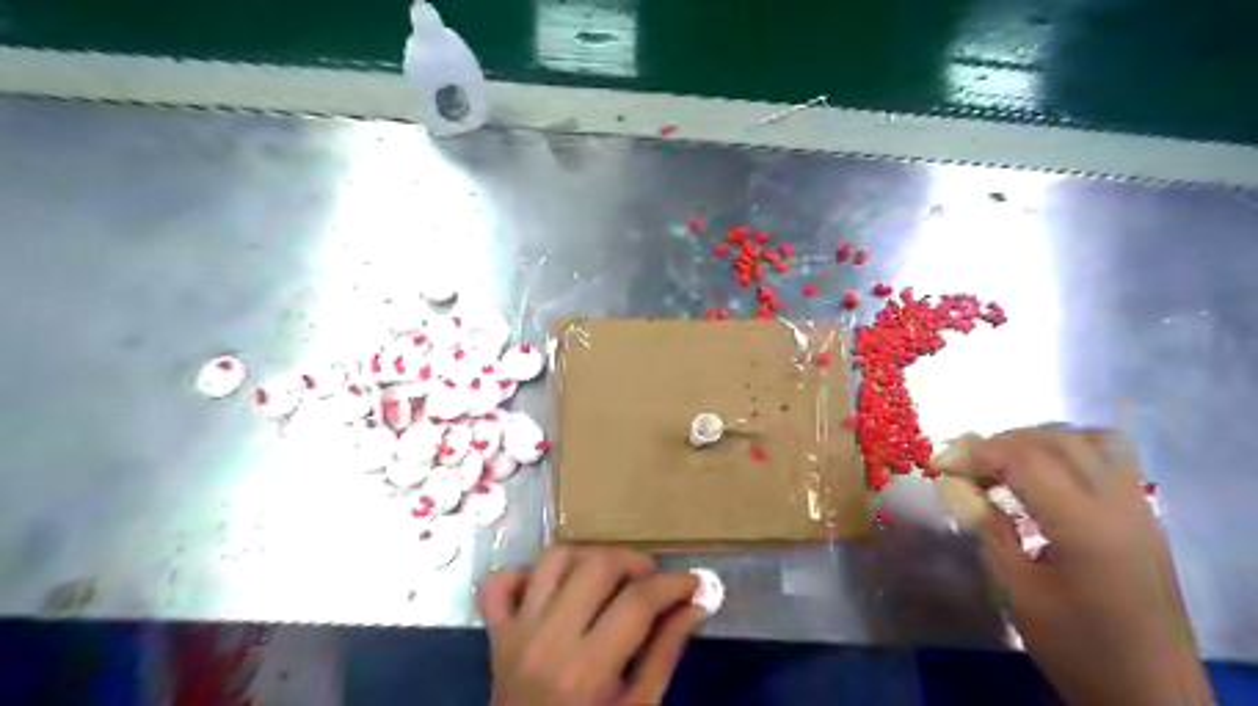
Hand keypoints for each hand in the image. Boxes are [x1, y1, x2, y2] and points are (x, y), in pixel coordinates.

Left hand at [479, 548, 704, 705]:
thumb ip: (666, 653)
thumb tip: (695, 604)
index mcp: (585, 671)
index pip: (637, 602)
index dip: (673, 584)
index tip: (693, 582)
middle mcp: (547, 640)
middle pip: (596, 565)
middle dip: (634, 562)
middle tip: (653, 581)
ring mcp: (515, 633)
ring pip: (553, 558)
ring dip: (588, 558)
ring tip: (610, 578)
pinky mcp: (495, 634)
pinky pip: (498, 583)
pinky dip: (526, 573)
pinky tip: (552, 588)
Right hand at [938, 426, 1214, 702]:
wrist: (1152, 693)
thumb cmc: (1077, 648)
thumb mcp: (1018, 592)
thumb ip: (989, 528)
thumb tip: (953, 483)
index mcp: (1086, 529)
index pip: (1025, 461)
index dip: (976, 452)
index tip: (940, 462)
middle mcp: (1120, 506)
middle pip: (1056, 441)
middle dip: (1001, 441)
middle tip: (965, 462)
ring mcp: (1139, 508)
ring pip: (1087, 441)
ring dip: (1035, 440)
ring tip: (999, 461)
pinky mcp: (1144, 516)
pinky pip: (1108, 458)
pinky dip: (1067, 450)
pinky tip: (1042, 471)